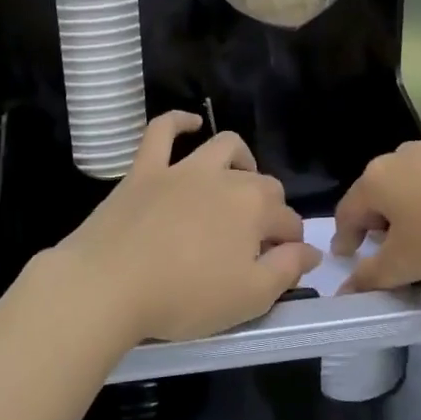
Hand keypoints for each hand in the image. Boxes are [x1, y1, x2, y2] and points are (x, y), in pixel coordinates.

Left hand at [46, 112, 319, 343]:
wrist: (109, 284)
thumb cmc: (184, 297)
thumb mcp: (249, 297)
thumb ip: (287, 270)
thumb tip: (311, 250)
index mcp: (254, 208)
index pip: (288, 221)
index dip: (291, 244)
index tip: (282, 264)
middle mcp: (224, 178)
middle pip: (261, 183)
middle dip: (270, 207)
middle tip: (256, 239)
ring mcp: (181, 168)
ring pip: (222, 147)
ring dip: (240, 159)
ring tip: (240, 178)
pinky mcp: (144, 169)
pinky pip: (161, 131)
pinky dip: (178, 122)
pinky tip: (190, 123)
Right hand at [332, 140, 420, 292]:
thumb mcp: (409, 263)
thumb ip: (373, 276)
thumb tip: (347, 289)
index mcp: (375, 180)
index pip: (347, 211)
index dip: (344, 238)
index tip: (347, 257)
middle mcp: (399, 157)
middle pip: (378, 195)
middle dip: (379, 225)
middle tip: (390, 253)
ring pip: (412, 186)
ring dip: (412, 214)